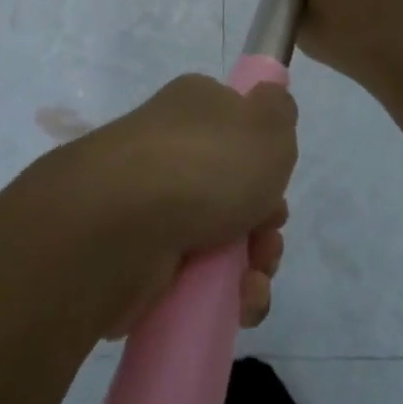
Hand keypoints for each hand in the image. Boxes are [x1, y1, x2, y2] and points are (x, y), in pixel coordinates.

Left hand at [57, 74, 296, 336]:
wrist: (124, 222)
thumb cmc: (207, 164)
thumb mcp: (267, 122)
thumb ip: (278, 109)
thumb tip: (269, 101)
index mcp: (195, 108)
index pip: (237, 128)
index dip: (266, 161)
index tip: (276, 183)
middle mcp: (170, 151)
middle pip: (237, 191)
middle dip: (265, 223)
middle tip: (266, 236)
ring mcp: (153, 204)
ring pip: (223, 239)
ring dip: (254, 265)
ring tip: (252, 280)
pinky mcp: (142, 256)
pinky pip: (197, 278)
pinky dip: (225, 294)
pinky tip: (237, 302)